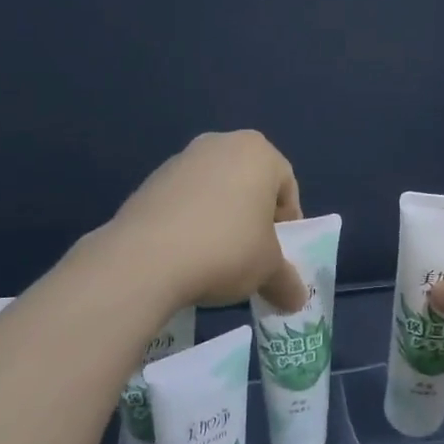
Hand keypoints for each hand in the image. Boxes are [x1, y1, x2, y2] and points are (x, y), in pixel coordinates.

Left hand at [107, 131, 306, 312]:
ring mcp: (181, 159)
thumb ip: (286, 280)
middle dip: (253, 218)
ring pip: (215, 190)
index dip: (287, 224)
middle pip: (249, 183)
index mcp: (258, 151)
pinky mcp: (150, 180)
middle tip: (250, 254)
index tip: (277, 254)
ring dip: (220, 219)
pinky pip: (183, 201)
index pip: (287, 187)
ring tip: (214, 258)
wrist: (146, 258)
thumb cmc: (227, 249)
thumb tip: (296, 300)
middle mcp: (220, 143)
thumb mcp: (268, 270)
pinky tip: (184, 253)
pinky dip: (190, 222)